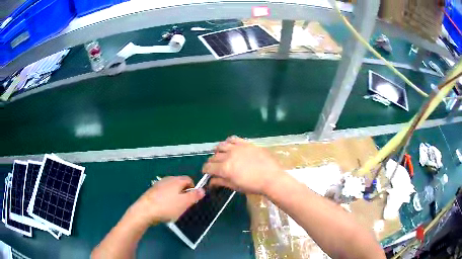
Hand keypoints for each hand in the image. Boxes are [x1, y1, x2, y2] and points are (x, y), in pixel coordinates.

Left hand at [130, 176, 204, 223]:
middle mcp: (167, 179)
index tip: (192, 200)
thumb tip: (202, 189)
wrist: (144, 211)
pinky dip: (166, 199)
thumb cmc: (167, 207)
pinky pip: (163, 193)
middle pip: (180, 184)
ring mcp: (158, 185)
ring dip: (175, 197)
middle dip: (184, 193)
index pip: (189, 180)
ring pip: (171, 189)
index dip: (193, 189)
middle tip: (184, 206)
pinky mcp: (152, 191)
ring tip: (174, 208)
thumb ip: (194, 196)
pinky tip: (164, 208)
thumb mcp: (184, 203)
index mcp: (176, 180)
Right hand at [202, 136, 283, 194]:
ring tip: (221, 155)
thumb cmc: (253, 186)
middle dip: (211, 162)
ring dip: (218, 151)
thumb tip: (211, 181)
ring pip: (221, 146)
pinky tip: (230, 147)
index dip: (205, 170)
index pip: (208, 167)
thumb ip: (221, 182)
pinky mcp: (246, 143)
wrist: (272, 177)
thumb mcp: (235, 186)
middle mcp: (228, 156)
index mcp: (224, 169)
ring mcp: (237, 148)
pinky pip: (233, 139)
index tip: (206, 173)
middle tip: (215, 167)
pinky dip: (228, 142)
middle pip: (213, 157)